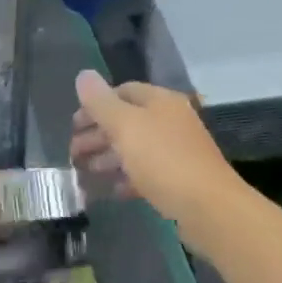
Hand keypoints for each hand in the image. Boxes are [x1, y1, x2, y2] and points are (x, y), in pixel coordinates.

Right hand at [69, 70, 243, 242]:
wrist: (209, 208)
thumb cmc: (163, 160)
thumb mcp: (125, 126)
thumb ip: (100, 102)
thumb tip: (83, 74)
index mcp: (161, 102)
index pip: (123, 92)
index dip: (95, 105)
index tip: (73, 125)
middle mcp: (171, 121)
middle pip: (127, 121)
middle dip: (97, 134)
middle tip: (73, 152)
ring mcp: (177, 151)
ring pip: (135, 149)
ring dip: (108, 158)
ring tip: (84, 172)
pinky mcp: (179, 180)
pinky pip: (146, 174)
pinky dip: (126, 179)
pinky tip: (111, 190)